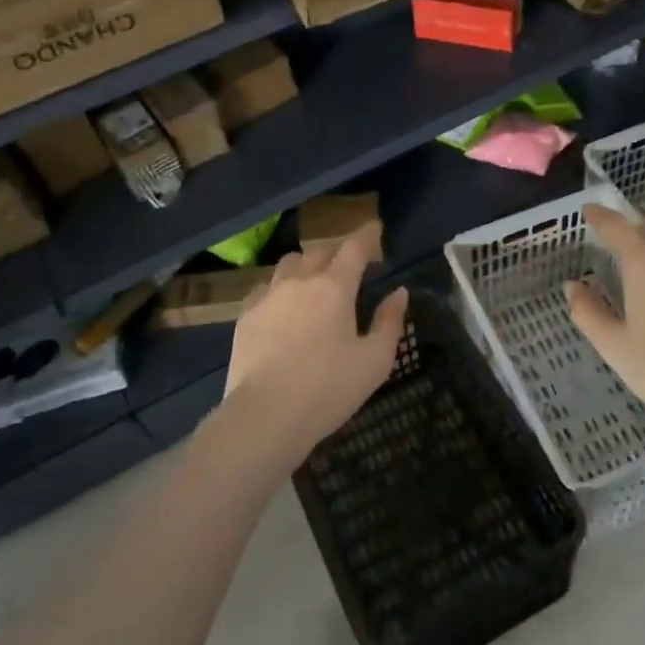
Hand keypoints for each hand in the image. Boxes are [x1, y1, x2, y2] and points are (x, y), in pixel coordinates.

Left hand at [218, 230, 406, 469]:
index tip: (375, 230)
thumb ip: (389, 321)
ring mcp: (268, 295)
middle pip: (320, 251)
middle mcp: (300, 280)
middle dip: (337, 252)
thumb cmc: (329, 388)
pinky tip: (282, 306)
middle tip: (349, 266)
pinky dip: (279, 287)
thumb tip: (399, 292)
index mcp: (335, 286)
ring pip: (288, 263)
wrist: (266, 415)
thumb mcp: (375, 360)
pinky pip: (264, 287)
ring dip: (306, 265)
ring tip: (314, 282)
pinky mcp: (246, 315)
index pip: (355, 247)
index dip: (368, 236)